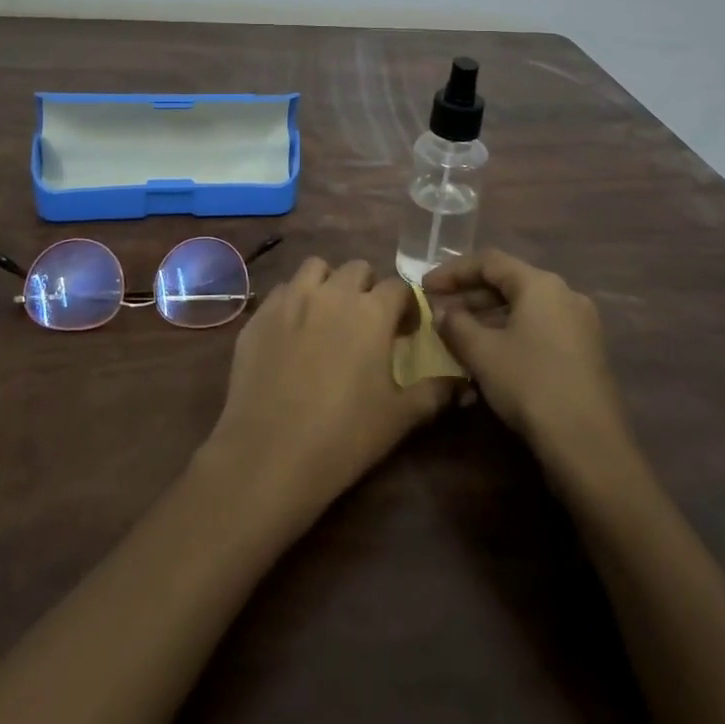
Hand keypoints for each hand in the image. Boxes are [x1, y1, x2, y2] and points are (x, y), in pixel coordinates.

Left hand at [198, 257, 454, 526]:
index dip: (406, 306)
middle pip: (357, 268)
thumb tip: (465, 386)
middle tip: (366, 322)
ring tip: (328, 315)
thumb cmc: (344, 436)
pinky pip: (281, 291)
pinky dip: (292, 301)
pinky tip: (292, 333)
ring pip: (315, 268)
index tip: (405, 331)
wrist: (269, 455)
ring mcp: (290, 299)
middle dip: (367, 288)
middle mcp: (332, 293)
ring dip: (327, 283)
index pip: (398, 287)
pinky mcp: (259, 314)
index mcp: (371, 312)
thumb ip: (436, 393)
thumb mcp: (400, 418)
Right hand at [427, 250, 631, 465]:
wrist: (589, 445)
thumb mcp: (483, 353)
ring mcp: (580, 323)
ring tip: (458, 331)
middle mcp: (564, 293)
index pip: (489, 261)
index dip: (452, 271)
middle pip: (509, 281)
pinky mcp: (585, 350)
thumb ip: (456, 325)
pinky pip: (540, 326)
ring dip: (488, 314)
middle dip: (470, 294)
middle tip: (438, 309)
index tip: (425, 286)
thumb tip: (442, 312)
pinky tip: (490, 352)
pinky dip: (510, 330)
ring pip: (525, 306)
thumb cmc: (531, 385)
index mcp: (541, 284)